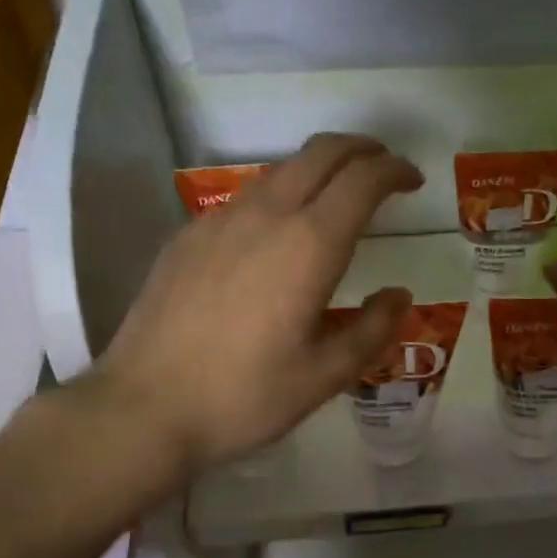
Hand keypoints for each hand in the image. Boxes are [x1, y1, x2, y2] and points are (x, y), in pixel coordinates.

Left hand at [71, 134, 420, 476]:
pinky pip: (247, 197)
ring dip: (319, 169)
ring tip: (337, 197)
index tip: (413, 180)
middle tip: (384, 168)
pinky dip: (280, 194)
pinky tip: (278, 233)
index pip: (362, 180)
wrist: (143, 407)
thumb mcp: (325, 376)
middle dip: (361, 149)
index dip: (394, 170)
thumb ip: (372, 329)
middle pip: (321, 153)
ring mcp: (220, 221)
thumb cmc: (244, 396)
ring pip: (281, 170)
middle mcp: (266, 216)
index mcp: (309, 246)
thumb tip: (398, 295)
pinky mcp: (189, 236)